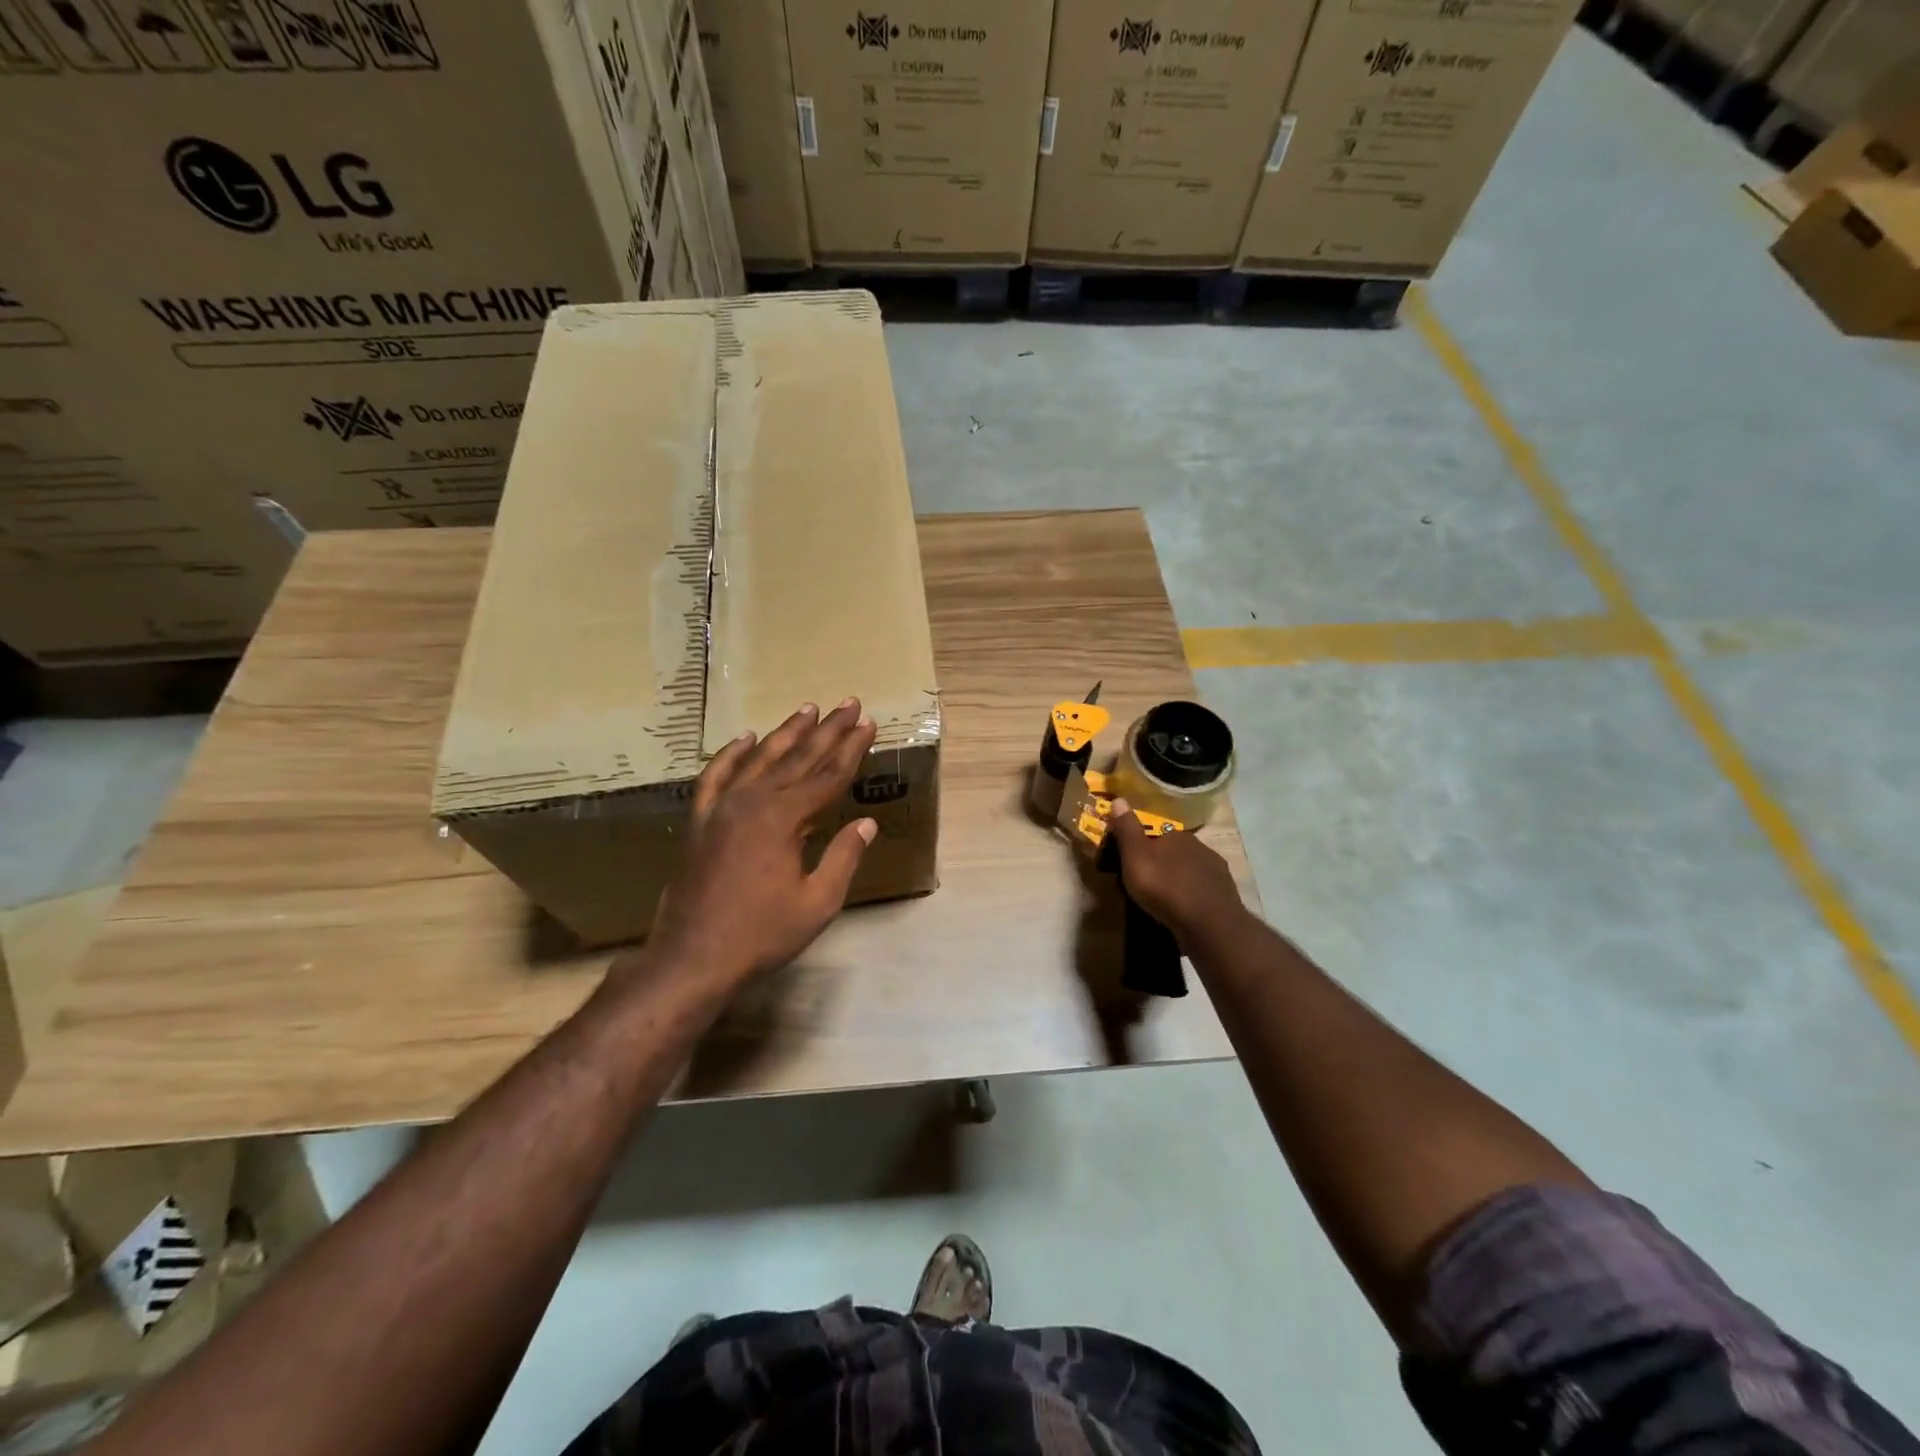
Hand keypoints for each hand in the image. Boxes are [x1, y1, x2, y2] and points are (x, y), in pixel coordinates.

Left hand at [640, 699, 878, 989]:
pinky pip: (715, 777)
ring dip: (786, 733)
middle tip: (848, 703)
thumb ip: (843, 858)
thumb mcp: (817, 903)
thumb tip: (866, 824)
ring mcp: (722, 808)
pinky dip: (730, 755)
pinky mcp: (700, 821)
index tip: (869, 724)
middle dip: (828, 730)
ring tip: (808, 709)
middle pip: (799, 758)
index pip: (829, 775)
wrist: (692, 958)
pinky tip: (744, 738)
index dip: (852, 749)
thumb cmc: (762, 935)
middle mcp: (753, 801)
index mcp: (785, 818)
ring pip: (760, 759)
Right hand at [1106, 798, 1245, 939]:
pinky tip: (1185, 909)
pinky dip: (1193, 896)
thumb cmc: (1164, 885)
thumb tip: (1118, 799)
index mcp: (1176, 835)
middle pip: (1175, 851)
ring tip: (1165, 899)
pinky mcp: (1226, 894)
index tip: (1132, 860)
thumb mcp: (1135, 855)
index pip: (1157, 833)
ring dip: (1179, 879)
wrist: (1207, 922)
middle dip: (1163, 863)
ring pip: (1191, 870)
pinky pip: (1203, 890)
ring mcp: (1216, 870)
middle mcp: (1200, 846)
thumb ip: (1127, 829)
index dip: (1143, 846)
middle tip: (1147, 882)